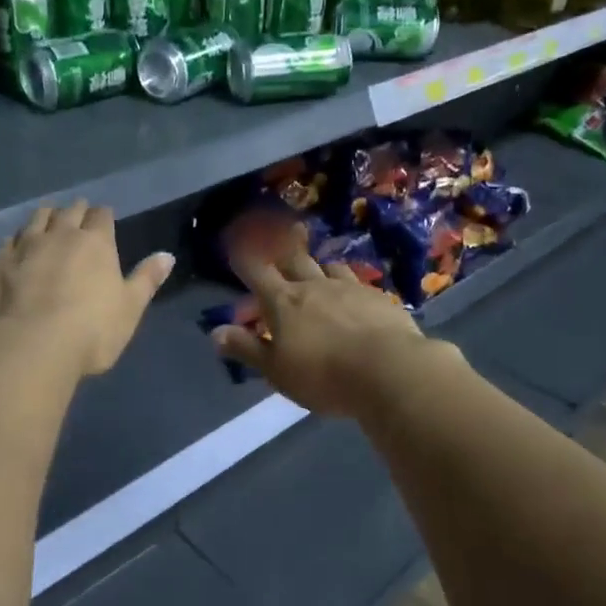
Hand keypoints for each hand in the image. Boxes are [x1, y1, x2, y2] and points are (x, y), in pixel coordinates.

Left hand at [0, 201, 174, 378]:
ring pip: (33, 221)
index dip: (103, 216)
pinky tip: (11, 249)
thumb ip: (146, 279)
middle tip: (76, 215)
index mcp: (94, 243)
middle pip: (67, 212)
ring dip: (42, 218)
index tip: (104, 218)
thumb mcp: (130, 308)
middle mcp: (58, 236)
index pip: (101, 216)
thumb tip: (167, 255)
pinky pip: (4, 245)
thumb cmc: (91, 330)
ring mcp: (23, 248)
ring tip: (45, 220)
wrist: (30, 347)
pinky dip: (12, 244)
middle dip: (74, 211)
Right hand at [210, 245, 427, 418]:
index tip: (236, 238)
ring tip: (321, 268)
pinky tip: (358, 296)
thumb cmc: (323, 375)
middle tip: (285, 229)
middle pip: (294, 258)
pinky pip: (360, 284)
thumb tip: (216, 332)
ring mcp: (350, 288)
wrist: (390, 370)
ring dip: (321, 266)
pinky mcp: (380, 299)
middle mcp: (314, 286)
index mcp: (283, 301)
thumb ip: (247, 348)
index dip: (244, 255)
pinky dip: (352, 286)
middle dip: (285, 244)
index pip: (256, 271)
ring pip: (330, 267)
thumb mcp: (276, 370)